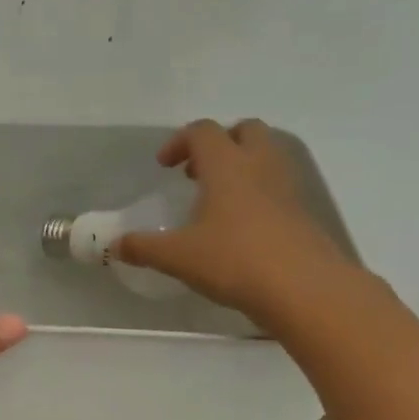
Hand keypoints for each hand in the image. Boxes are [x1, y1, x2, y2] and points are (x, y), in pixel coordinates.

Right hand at [117, 119, 355, 327]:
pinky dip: (257, 194)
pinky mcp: (302, 213)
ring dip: (241, 166)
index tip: (164, 166)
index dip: (179, 142)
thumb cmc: (234, 260)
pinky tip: (239, 228)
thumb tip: (114, 245)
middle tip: (197, 172)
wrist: (304, 289)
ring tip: (216, 200)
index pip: (203, 131)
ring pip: (266, 156)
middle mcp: (260, 166)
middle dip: (219, 143)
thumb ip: (143, 248)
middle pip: (245, 130)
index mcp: (227, 166)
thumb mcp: (178, 257)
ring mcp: (287, 188)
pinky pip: (277, 187)